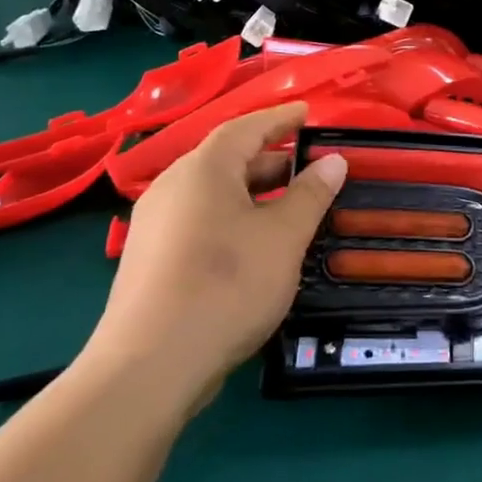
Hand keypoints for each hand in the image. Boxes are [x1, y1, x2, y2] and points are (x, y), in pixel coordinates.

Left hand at [83, 103, 346, 407]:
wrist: (148, 369)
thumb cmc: (226, 286)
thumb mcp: (284, 237)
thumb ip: (311, 194)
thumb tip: (333, 160)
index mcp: (203, 169)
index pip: (247, 127)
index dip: (281, 118)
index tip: (308, 112)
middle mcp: (172, 186)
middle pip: (228, 159)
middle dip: (272, 160)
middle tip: (311, 168)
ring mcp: (155, 225)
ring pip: (213, 193)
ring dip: (254, 193)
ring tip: (290, 208)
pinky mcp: (149, 260)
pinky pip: (198, 220)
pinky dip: (232, 218)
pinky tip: (254, 246)